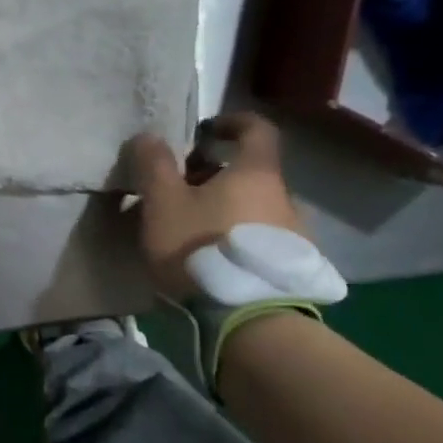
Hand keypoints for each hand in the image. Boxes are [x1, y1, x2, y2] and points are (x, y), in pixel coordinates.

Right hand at [126, 113, 302, 297]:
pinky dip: (236, 237)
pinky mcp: (291, 269)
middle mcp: (284, 198)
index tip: (204, 131)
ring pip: (254, 208)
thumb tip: (149, 137)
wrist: (246, 319)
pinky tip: (212, 260)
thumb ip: (154, 166)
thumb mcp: (163, 204)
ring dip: (225, 210)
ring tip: (190, 231)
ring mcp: (294, 235)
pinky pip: (260, 240)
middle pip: (249, 173)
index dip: (230, 123)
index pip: (256, 129)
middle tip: (179, 191)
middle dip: (214, 175)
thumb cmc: (201, 248)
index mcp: (256, 174)